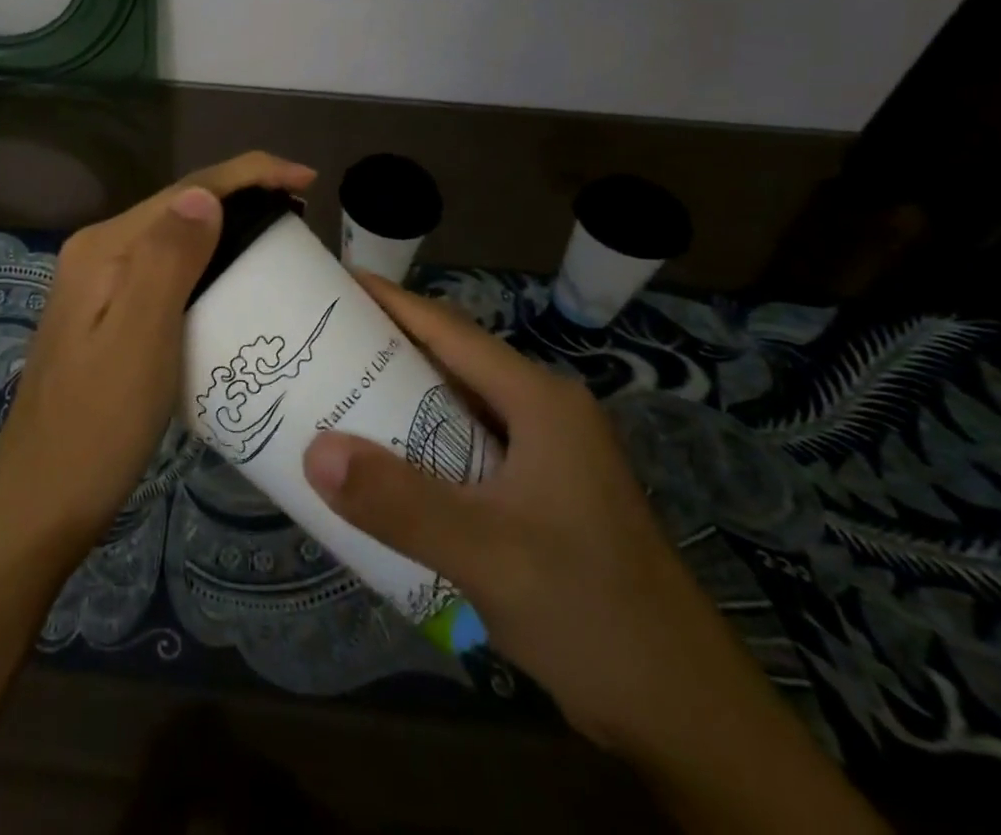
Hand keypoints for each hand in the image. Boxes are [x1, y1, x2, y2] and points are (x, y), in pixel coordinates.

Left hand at [0, 151, 316, 558]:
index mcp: (105, 247)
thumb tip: (205, 194)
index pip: (187, 190)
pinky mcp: (107, 316)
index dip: (250, 174)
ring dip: (228, 230)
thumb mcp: (140, 338)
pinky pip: (167, 272)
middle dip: (243, 198)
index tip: (308, 179)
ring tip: (281, 243)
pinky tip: (233, 285)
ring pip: (175, 239)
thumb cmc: (98, 425)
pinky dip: (208, 266)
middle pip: (181, 208)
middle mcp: (98, 253)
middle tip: (302, 217)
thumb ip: (168, 259)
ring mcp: (99, 285)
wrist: (42, 501)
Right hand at [300, 273, 728, 748]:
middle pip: (449, 362)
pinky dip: (419, 447)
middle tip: (315, 346)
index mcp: (539, 400)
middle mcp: (542, 414)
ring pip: (455, 408)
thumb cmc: (592, 611)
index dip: (388, 301)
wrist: (687, 716)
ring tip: (332, 398)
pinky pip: (463, 450)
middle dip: (383, 349)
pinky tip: (381, 467)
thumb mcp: (488, 554)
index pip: (449, 329)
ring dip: (398, 401)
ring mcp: (544, 457)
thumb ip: (399, 501)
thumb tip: (314, 451)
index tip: (330, 283)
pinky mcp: (539, 496)